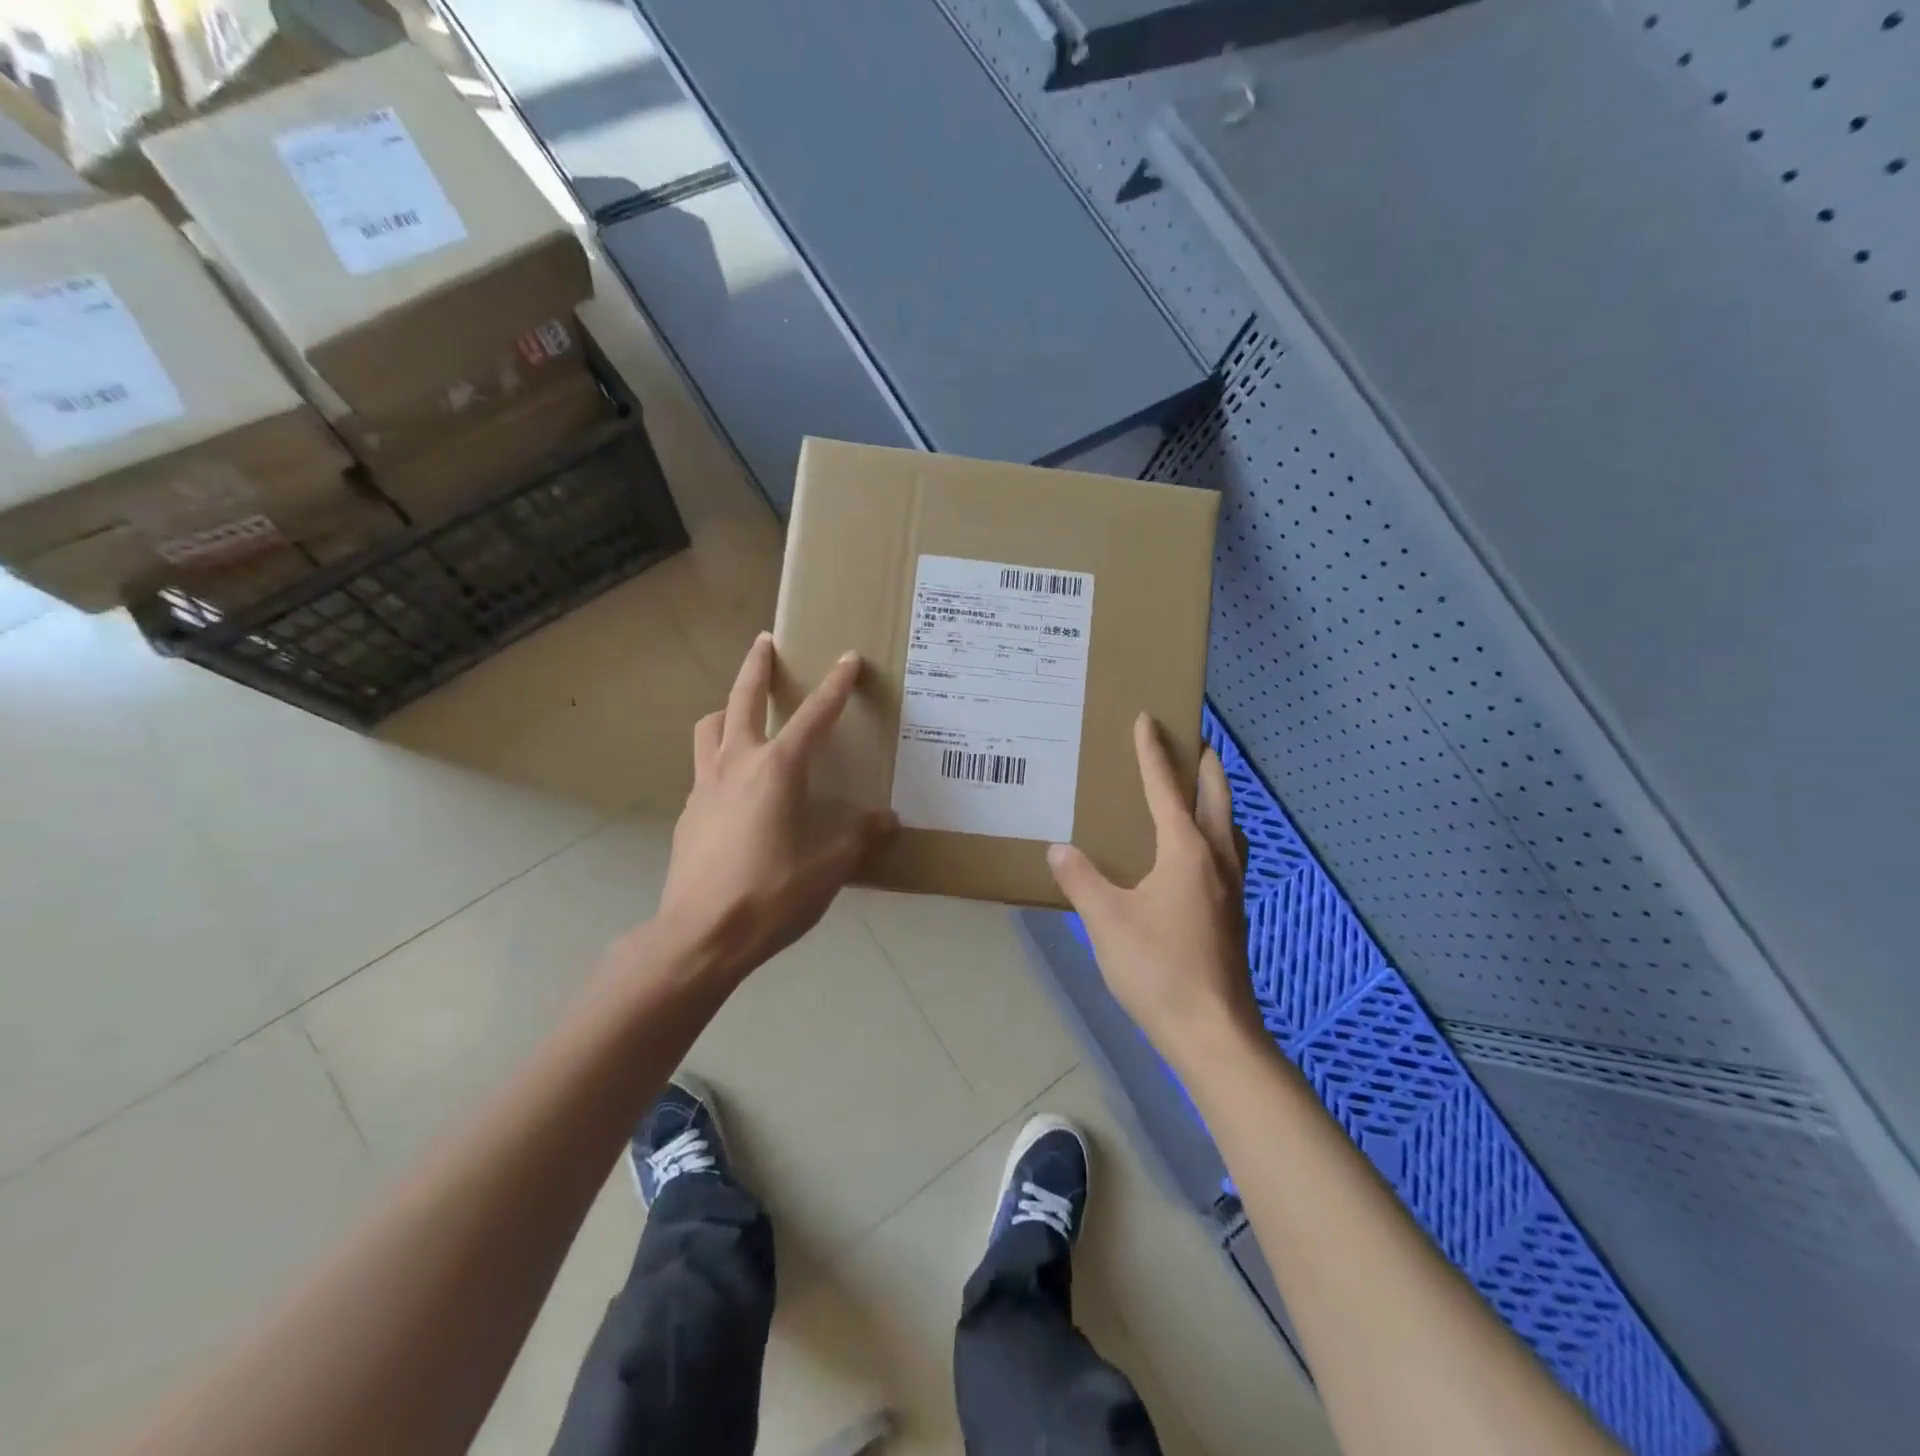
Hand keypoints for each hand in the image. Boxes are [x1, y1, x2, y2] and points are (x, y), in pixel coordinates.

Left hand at [655, 632, 895, 979]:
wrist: (700, 936)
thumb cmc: (771, 895)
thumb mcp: (829, 868)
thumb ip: (858, 837)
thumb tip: (886, 820)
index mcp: (778, 770)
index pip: (814, 716)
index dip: (835, 686)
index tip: (848, 658)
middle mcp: (737, 765)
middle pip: (742, 699)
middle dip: (757, 667)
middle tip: (765, 643)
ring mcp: (705, 787)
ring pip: (711, 729)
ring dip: (728, 710)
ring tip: (742, 714)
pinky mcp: (689, 814)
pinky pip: (704, 769)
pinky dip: (721, 759)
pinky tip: (736, 788)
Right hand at [1048, 714, 1261, 1070]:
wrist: (1212, 1032)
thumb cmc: (1157, 969)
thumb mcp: (1106, 921)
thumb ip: (1081, 879)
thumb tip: (1058, 849)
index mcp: (1186, 850)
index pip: (1165, 787)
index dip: (1153, 751)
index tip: (1148, 718)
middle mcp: (1215, 857)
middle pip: (1215, 794)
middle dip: (1202, 762)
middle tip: (1188, 738)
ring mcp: (1231, 885)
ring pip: (1229, 822)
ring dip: (1215, 795)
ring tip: (1195, 787)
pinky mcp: (1233, 910)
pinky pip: (1227, 849)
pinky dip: (1214, 828)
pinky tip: (1196, 850)